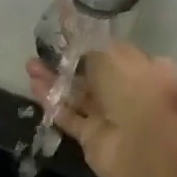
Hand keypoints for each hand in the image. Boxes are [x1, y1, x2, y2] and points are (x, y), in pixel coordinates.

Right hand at [26, 42, 176, 176]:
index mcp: (146, 70)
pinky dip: (52, 102)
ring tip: (30, 65)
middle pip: (93, 75)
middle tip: (43, 50)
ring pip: (78, 95)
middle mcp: (130, 93)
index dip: (92, 44)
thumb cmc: (134, 91)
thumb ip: (91, 44)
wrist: (141, 146)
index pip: (116, 53)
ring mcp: (110, 116)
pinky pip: (69, 116)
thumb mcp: (113, 56)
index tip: (68, 35)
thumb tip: (77, 30)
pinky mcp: (92, 136)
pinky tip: (34, 87)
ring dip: (54, 81)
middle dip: (67, 63)